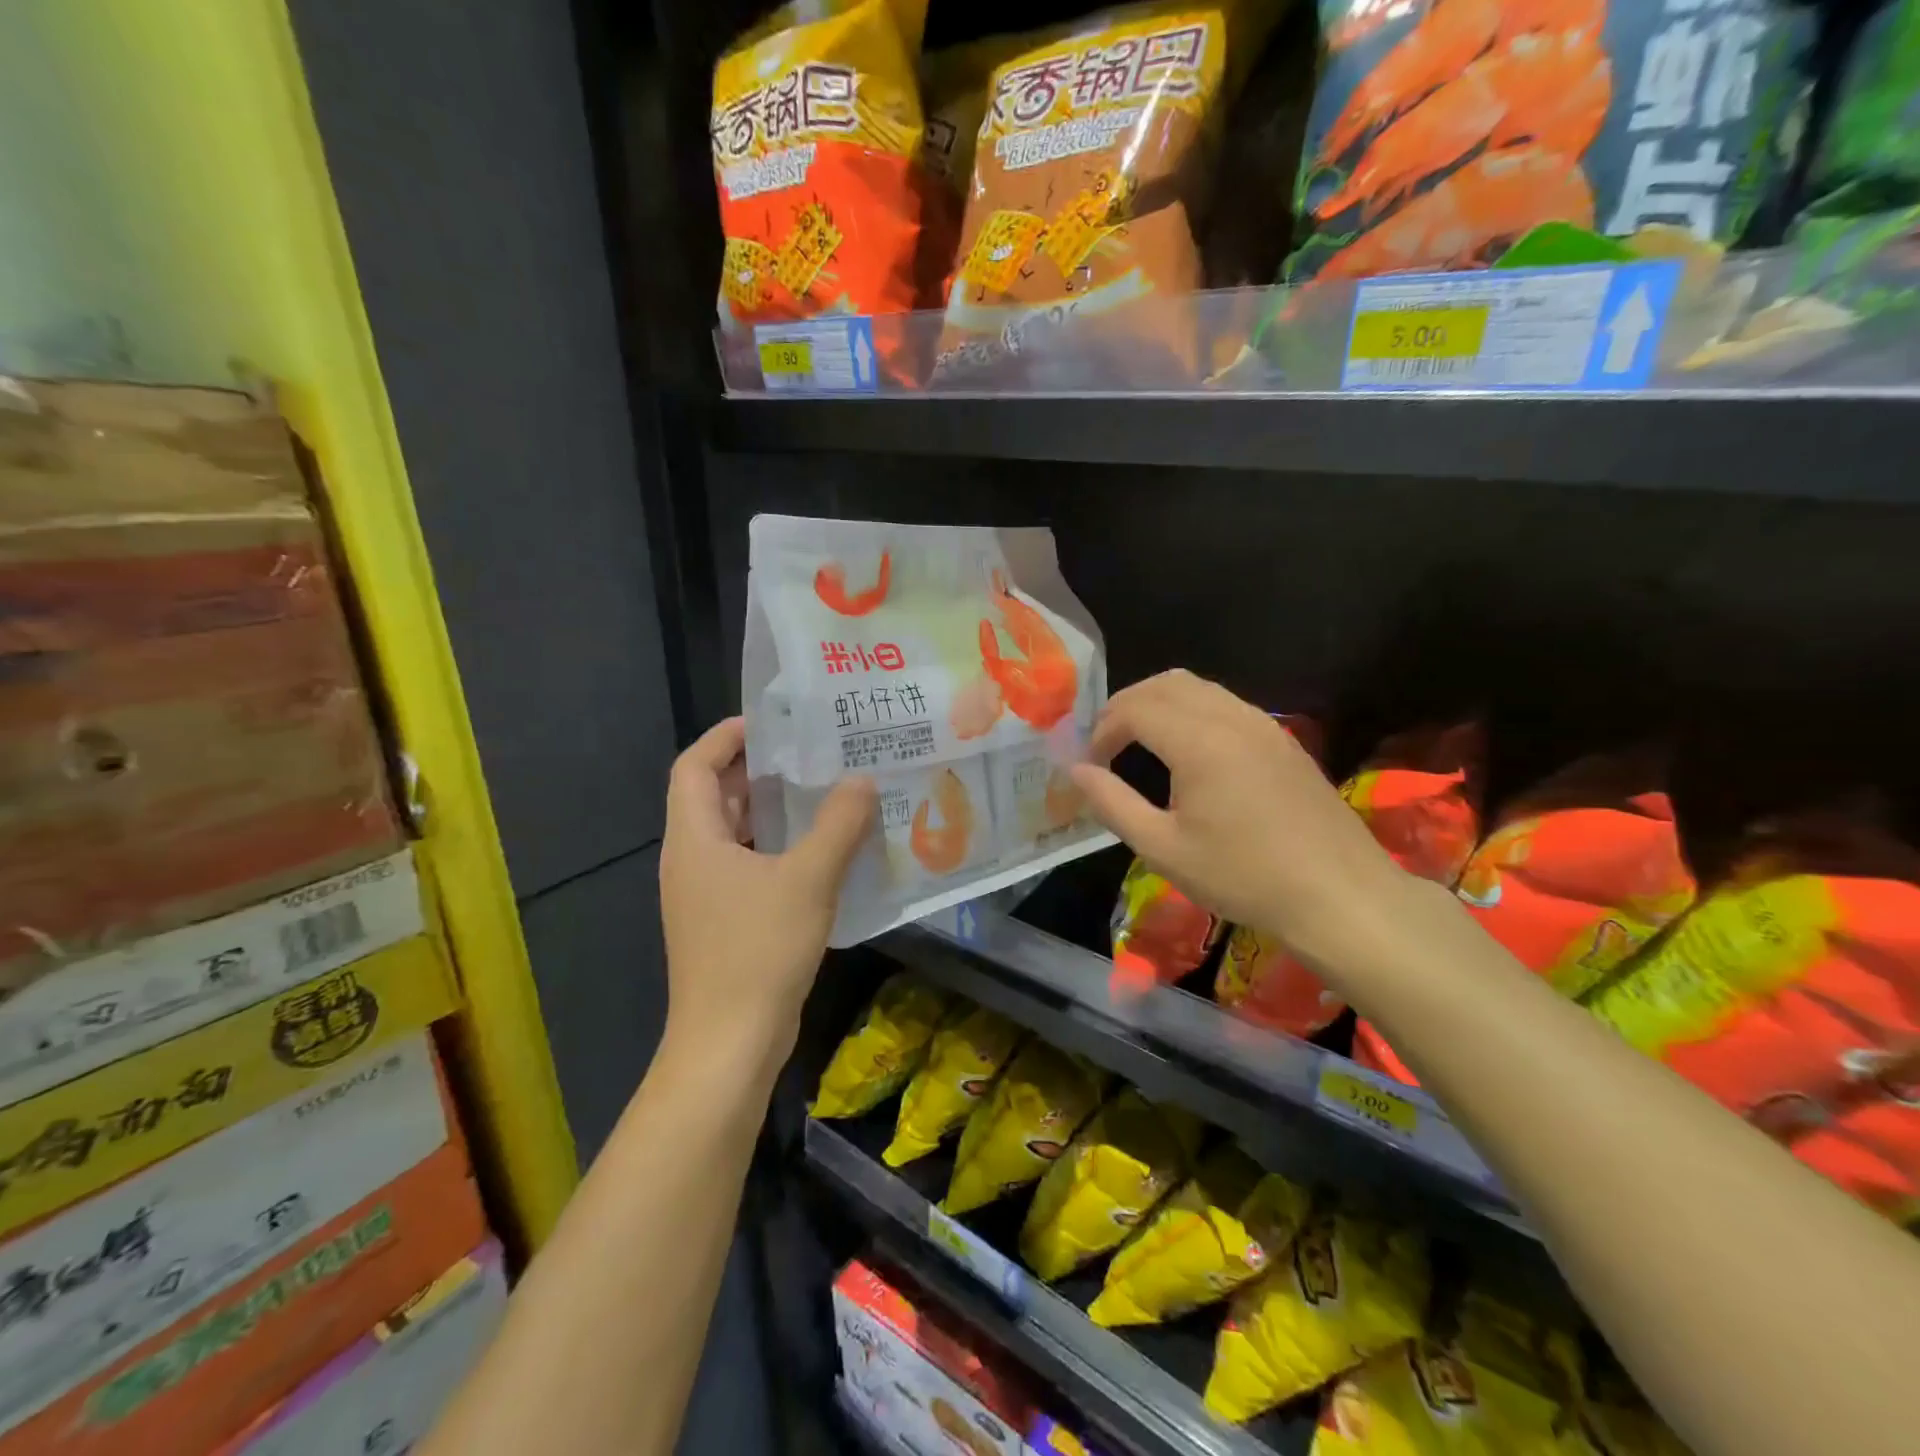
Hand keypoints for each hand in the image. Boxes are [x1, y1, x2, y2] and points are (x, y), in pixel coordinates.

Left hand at [659, 718, 876, 1069]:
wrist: (730, 1044)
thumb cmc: (759, 951)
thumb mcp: (808, 879)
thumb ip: (838, 824)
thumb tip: (861, 779)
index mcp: (694, 839)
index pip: (694, 766)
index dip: (725, 736)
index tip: (772, 722)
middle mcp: (691, 860)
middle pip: (714, 796)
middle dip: (757, 769)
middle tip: (810, 751)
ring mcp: (705, 895)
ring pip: (734, 834)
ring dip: (772, 810)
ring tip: (823, 791)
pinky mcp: (724, 922)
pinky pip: (748, 866)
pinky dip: (778, 848)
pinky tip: (823, 850)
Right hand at [1069, 671, 1399, 964]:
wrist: (1339, 894)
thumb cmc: (1243, 875)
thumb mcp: (1163, 849)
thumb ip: (1112, 804)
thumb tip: (1076, 771)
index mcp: (1199, 741)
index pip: (1135, 708)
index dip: (1103, 730)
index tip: (1091, 764)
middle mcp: (1231, 718)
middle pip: (1165, 684)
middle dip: (1126, 706)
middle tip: (1107, 744)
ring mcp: (1263, 725)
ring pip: (1199, 688)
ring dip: (1159, 704)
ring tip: (1140, 743)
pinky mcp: (1282, 739)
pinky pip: (1225, 704)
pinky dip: (1192, 711)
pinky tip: (1189, 753)